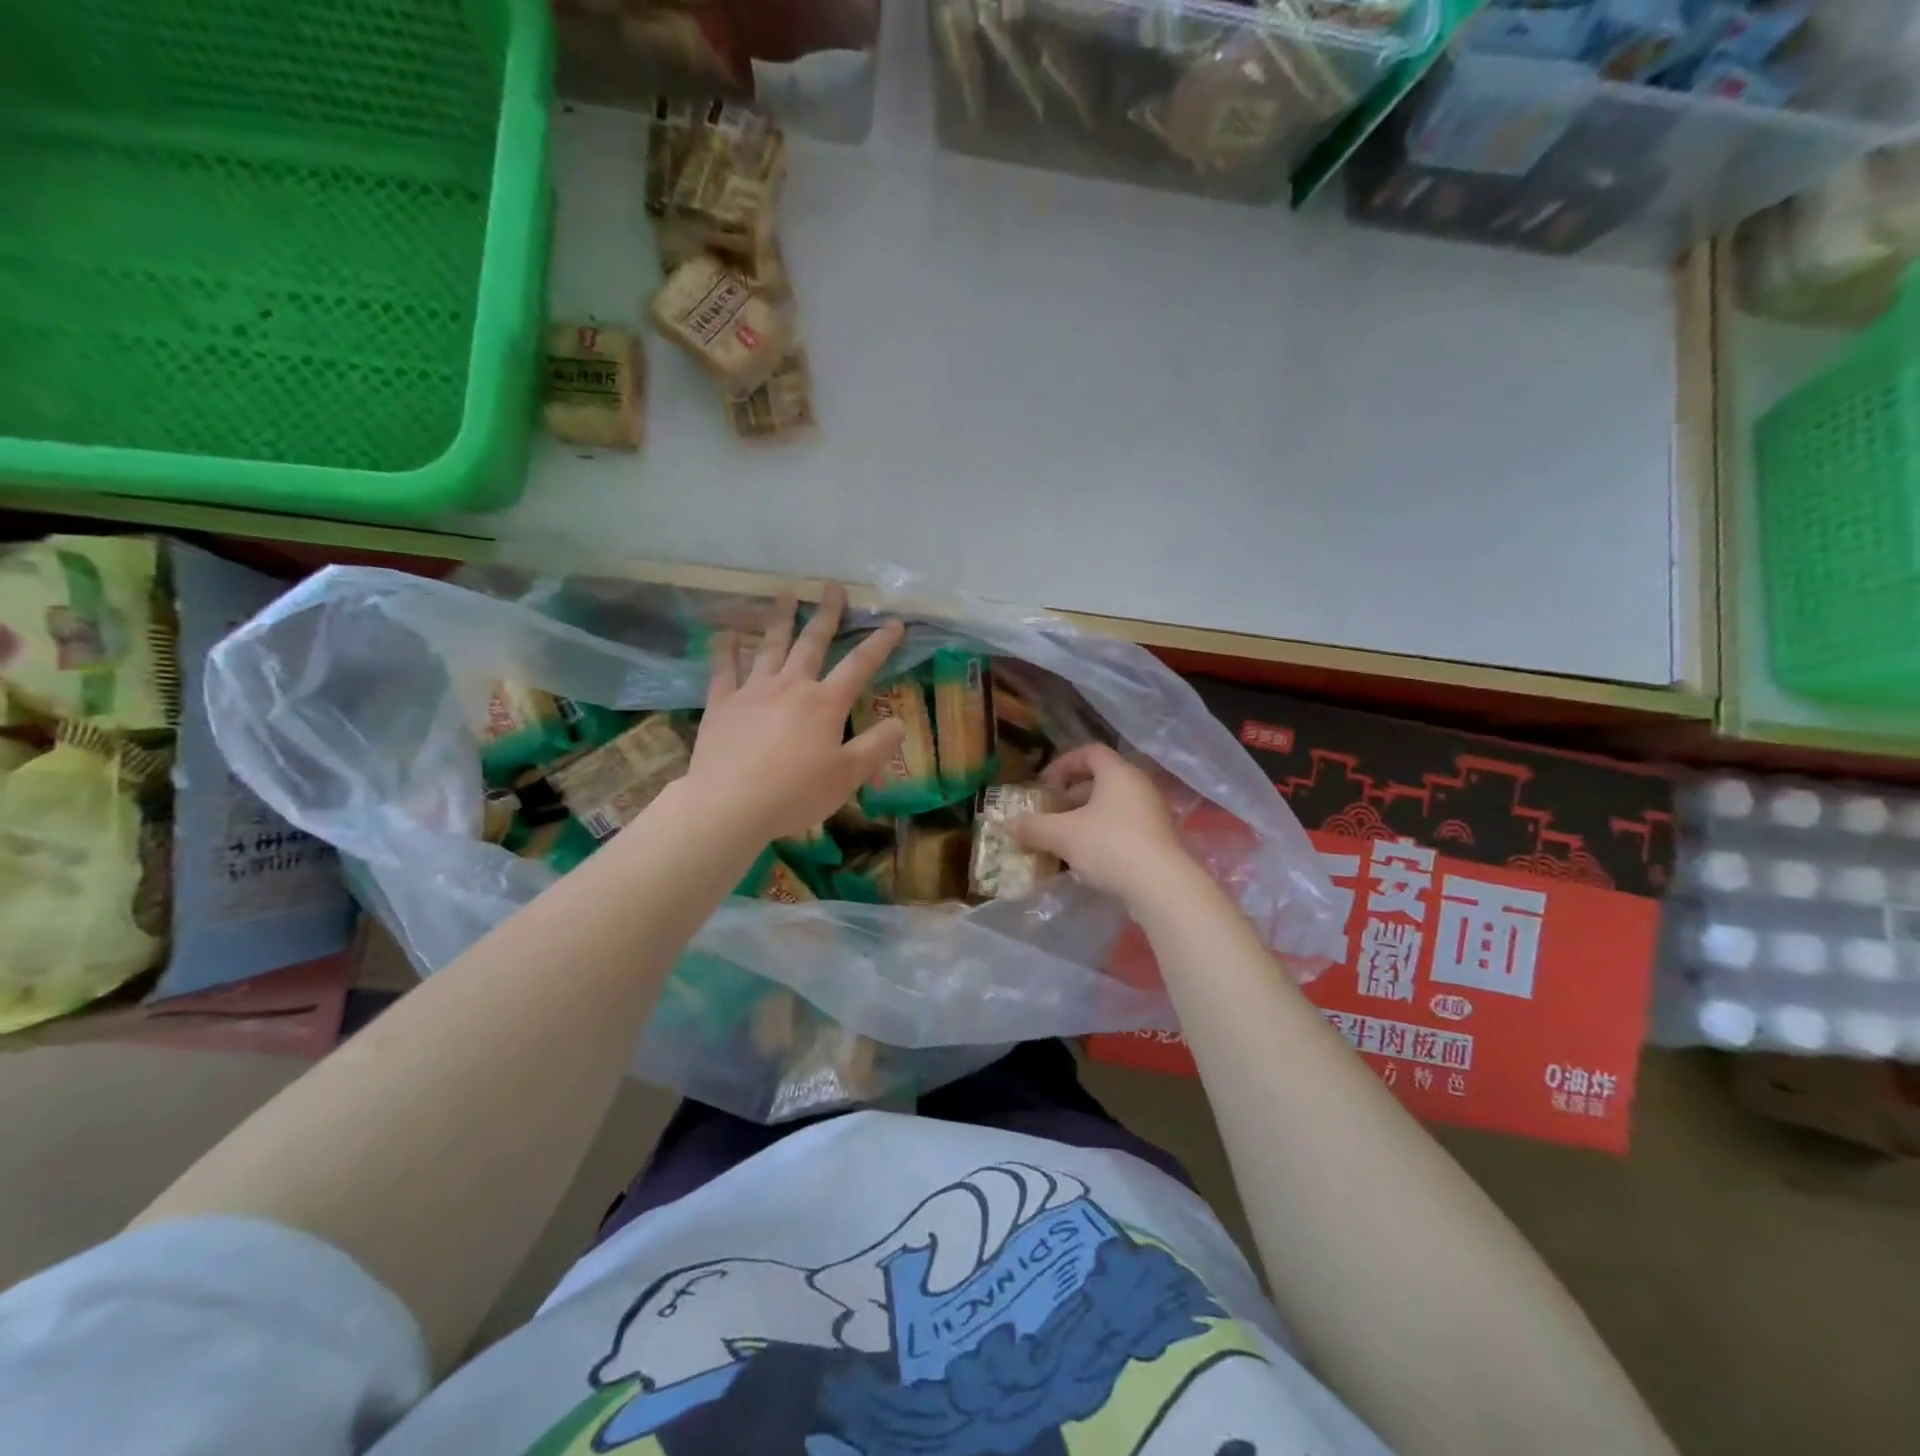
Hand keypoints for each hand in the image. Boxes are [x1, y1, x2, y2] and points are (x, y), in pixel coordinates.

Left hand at [686, 585, 905, 841]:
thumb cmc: (796, 793)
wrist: (730, 804)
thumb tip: (898, 723)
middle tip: (832, 588)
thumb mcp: (848, 776)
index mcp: (825, 703)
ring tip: (786, 594)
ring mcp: (753, 691)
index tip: (894, 623)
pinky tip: (726, 633)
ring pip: (770, 646)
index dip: (880, 644)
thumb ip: (876, 746)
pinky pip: (723, 669)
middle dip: (827, 615)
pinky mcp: (722, 705)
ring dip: (780, 619)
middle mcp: (791, 686)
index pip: (860, 666)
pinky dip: (725, 649)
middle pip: (812, 643)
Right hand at [1006, 744, 1194, 906]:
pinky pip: (1123, 826)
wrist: (1162, 886)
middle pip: (1100, 779)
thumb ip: (1033, 827)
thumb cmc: (1110, 846)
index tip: (1044, 785)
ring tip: (1063, 838)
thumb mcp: (1063, 835)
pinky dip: (1102, 833)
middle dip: (1070, 795)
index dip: (1063, 764)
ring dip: (1085, 817)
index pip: (1089, 752)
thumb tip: (1005, 824)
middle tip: (1050, 812)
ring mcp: (1151, 813)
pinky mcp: (1157, 838)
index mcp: (1118, 773)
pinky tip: (1086, 857)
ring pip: (1111, 805)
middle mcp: (1138, 786)